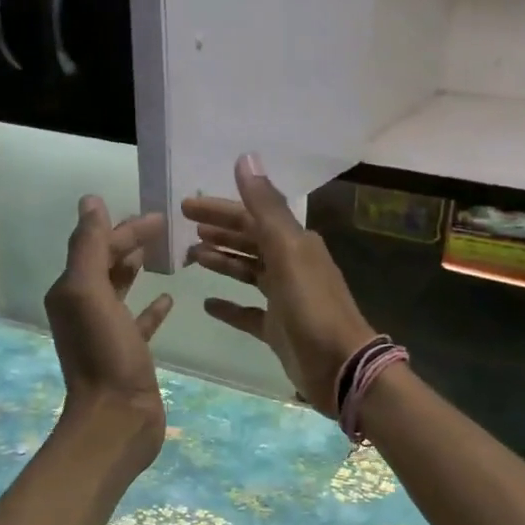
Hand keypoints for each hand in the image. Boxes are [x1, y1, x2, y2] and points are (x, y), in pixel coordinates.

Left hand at [44, 197, 174, 471]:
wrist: (116, 419)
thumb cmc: (104, 354)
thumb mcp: (90, 293)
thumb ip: (89, 246)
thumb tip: (91, 201)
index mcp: (71, 291)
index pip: (97, 246)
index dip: (125, 228)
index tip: (160, 217)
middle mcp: (83, 308)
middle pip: (108, 263)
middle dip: (130, 243)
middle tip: (165, 228)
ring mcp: (106, 332)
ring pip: (122, 289)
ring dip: (138, 270)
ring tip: (164, 254)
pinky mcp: (128, 353)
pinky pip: (139, 321)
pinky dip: (152, 308)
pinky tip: (169, 299)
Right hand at [182, 155, 377, 415]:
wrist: (340, 366)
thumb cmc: (312, 307)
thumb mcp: (288, 252)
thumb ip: (266, 208)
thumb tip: (246, 158)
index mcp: (295, 244)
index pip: (252, 217)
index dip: (220, 210)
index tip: (186, 206)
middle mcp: (291, 265)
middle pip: (250, 241)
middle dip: (219, 232)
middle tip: (185, 227)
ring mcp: (284, 299)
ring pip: (249, 272)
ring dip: (222, 262)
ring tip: (191, 257)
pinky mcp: (278, 328)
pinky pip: (248, 313)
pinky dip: (229, 306)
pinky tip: (207, 304)